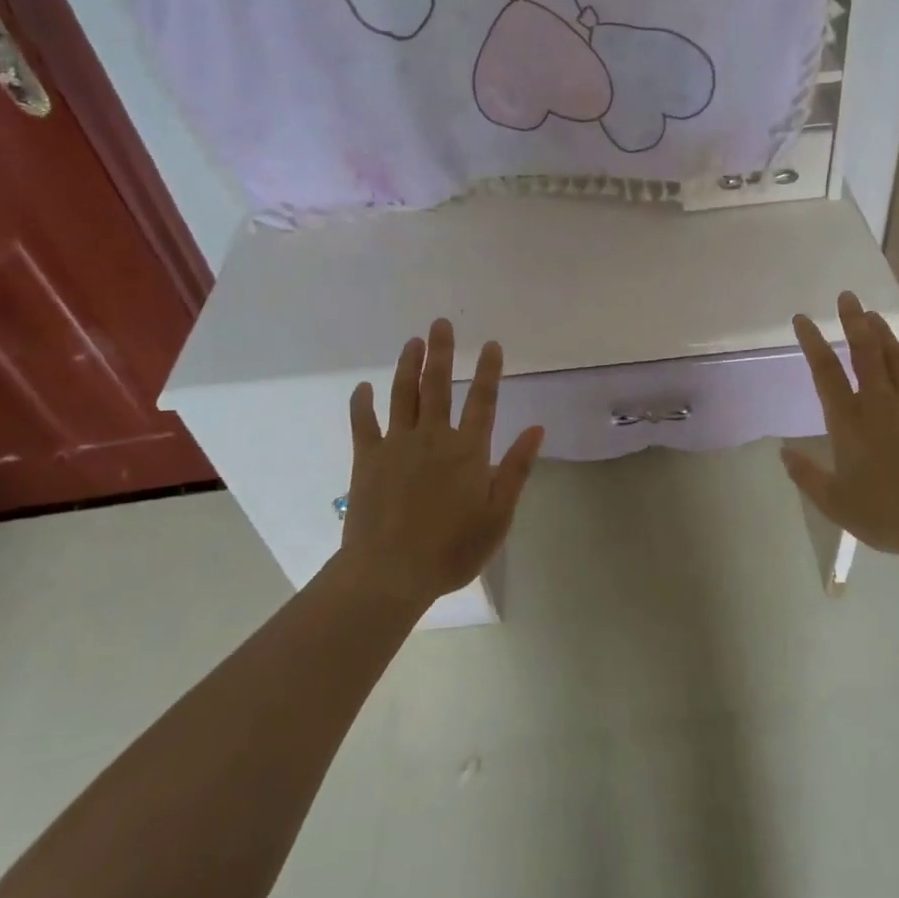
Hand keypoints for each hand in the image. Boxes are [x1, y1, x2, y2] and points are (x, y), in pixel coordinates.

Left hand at [341, 319, 545, 607]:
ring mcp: (396, 445)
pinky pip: (363, 423)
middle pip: (438, 385)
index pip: (482, 400)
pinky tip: (363, 387)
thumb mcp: (498, 515)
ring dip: (407, 365)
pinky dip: (362, 403)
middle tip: (441, 323)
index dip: (489, 371)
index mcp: (467, 450)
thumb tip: (536, 429)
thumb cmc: (451, 550)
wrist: (389, 574)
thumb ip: (516, 469)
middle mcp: (433, 437)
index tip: (491, 344)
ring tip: (413, 341)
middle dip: (442, 352)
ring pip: (403, 394)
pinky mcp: (366, 459)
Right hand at [781, 293, 898, 563]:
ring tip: (873, 314)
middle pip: (864, 351)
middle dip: (853, 320)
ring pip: (896, 357)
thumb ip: (807, 476)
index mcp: (849, 421)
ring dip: (883, 332)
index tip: (802, 319)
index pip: (825, 372)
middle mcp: (880, 403)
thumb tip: (783, 451)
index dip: (812, 342)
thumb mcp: (836, 504)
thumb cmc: (888, 516)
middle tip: (847, 296)